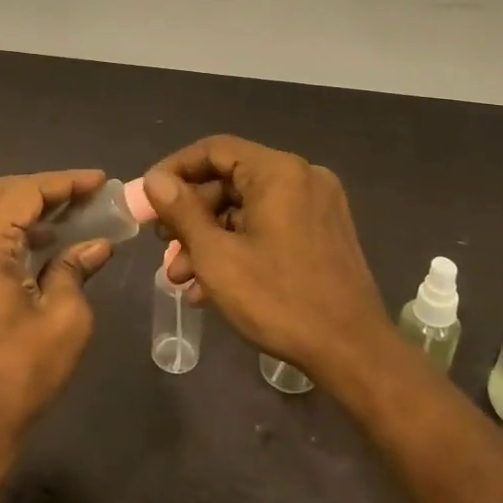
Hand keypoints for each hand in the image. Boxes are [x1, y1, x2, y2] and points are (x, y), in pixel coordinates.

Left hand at [0, 169, 112, 448]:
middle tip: (88, 193)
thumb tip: (98, 244)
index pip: (24, 193)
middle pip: (3, 193)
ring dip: (31, 203)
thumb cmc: (23, 372)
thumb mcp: (65, 318)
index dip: (64, 182)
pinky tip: (47, 237)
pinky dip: (16, 224)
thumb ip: (76, 268)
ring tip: (74, 209)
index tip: (100, 181)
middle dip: (47, 187)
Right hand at [144, 136, 392, 387]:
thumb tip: (154, 179)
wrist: (353, 352)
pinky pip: (269, 225)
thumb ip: (181, 211)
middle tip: (162, 246)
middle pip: (230, 180)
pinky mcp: (324, 232)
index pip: (215, 150)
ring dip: (210, 237)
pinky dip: (239, 245)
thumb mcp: (216, 256)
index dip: (175, 170)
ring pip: (247, 207)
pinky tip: (212, 284)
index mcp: (278, 171)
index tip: (148, 198)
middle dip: (191, 215)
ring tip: (181, 277)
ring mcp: (317, 205)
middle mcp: (302, 177)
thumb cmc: (279, 300)